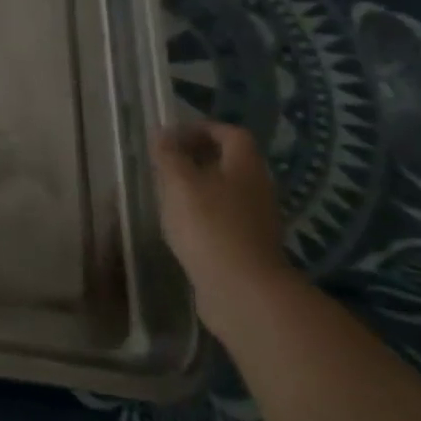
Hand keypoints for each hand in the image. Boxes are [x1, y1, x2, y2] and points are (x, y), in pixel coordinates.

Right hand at [155, 121, 298, 336]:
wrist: (243, 292)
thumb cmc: (210, 226)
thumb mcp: (179, 183)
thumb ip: (169, 155)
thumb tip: (163, 135)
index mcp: (245, 167)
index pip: (231, 133)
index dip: (202, 128)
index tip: (172, 136)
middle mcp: (257, 189)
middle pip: (229, 162)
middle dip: (196, 157)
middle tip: (164, 163)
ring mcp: (256, 220)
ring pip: (225, 191)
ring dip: (197, 186)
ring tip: (166, 193)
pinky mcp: (248, 247)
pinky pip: (223, 217)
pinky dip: (202, 213)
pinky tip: (179, 225)